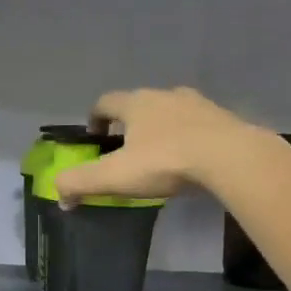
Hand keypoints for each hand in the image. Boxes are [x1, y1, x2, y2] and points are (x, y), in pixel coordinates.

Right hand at [53, 87, 264, 202]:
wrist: (230, 157)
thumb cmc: (166, 162)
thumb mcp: (114, 176)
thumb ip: (80, 183)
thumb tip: (60, 195)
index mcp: (136, 103)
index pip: (105, 102)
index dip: (95, 118)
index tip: (94, 137)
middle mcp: (165, 95)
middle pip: (139, 104)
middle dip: (129, 124)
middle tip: (126, 150)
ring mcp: (198, 104)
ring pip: (171, 112)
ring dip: (161, 129)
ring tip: (160, 156)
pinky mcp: (223, 119)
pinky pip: (198, 126)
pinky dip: (189, 138)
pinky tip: (191, 160)